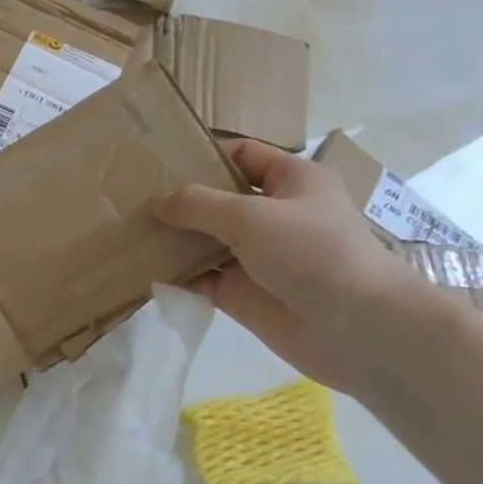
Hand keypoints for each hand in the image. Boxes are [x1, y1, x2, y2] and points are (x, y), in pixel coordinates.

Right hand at [154, 138, 421, 391]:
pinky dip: (174, 273)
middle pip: (216, 198)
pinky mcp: (241, 292)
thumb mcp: (252, 216)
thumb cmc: (313, 252)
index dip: (203, 154)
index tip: (158, 160)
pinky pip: (199, 276)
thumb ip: (199, 205)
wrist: (356, 329)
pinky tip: (140, 266)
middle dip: (178, 198)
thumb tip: (157, 202)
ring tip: (125, 228)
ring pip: (204, 239)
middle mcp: (272, 214)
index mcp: (291, 180)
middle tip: (130, 195)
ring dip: (171, 237)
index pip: (241, 155)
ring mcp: (255, 255)